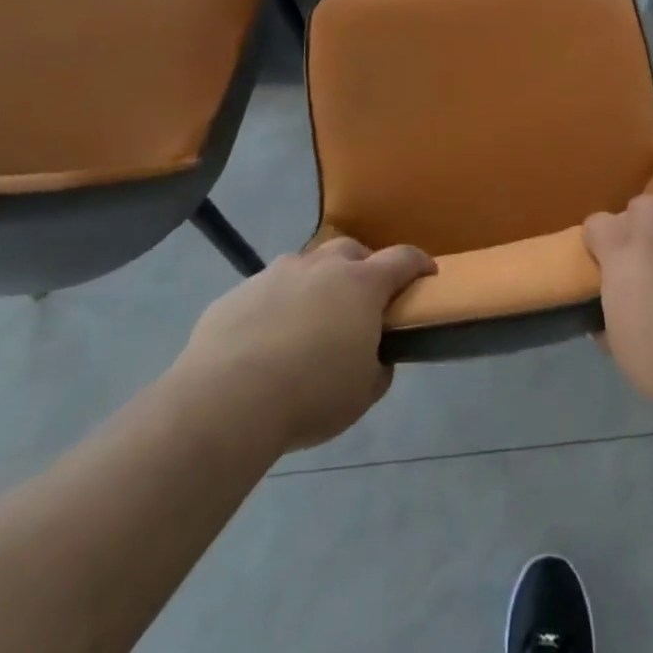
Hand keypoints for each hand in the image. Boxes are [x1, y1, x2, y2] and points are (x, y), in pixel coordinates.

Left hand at [179, 237, 435, 454]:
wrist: (225, 401)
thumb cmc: (310, 394)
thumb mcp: (364, 392)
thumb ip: (379, 366)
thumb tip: (375, 357)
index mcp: (362, 284)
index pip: (403, 258)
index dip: (419, 263)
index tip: (427, 274)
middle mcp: (321, 267)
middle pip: (351, 251)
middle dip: (362, 267)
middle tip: (361, 299)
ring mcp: (275, 275)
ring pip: (305, 266)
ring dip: (315, 283)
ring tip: (309, 320)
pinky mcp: (236, 294)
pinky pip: (265, 291)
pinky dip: (275, 306)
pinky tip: (266, 340)